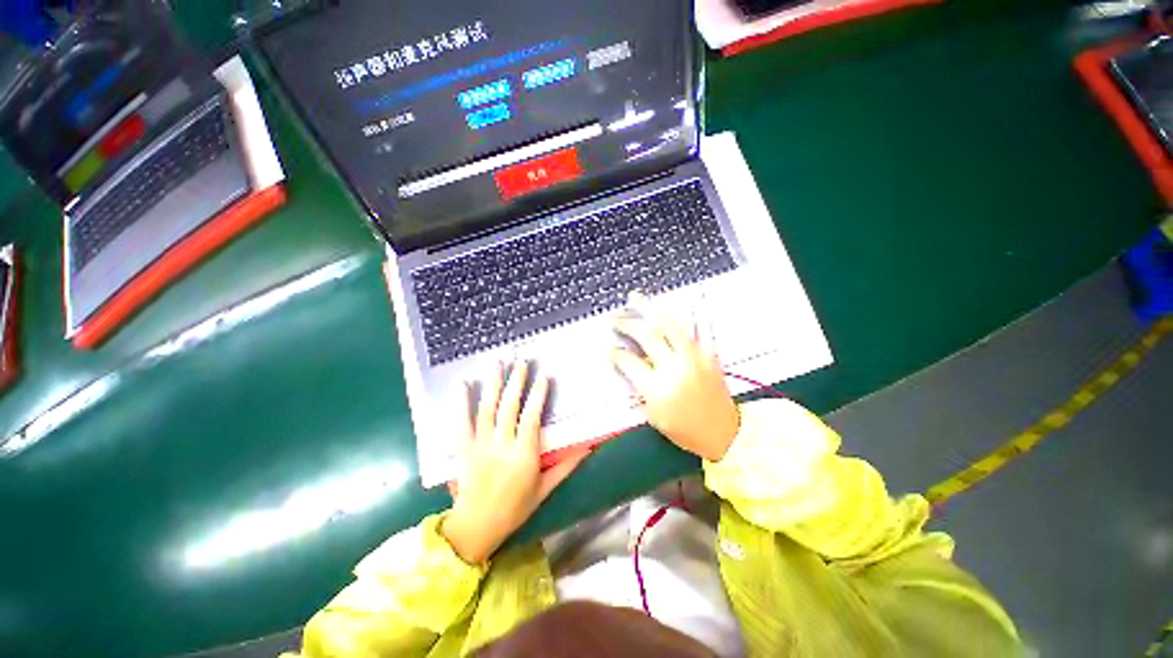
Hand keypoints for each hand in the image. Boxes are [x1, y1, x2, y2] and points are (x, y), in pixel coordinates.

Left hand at [441, 361, 589, 564]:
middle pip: (509, 407)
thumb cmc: (515, 509)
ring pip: (487, 409)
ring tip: (497, 364)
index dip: (538, 395)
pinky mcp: (464, 449)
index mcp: (524, 455)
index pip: (531, 418)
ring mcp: (480, 446)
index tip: (543, 376)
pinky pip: (461, 423)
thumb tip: (589, 447)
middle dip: (516, 382)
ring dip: (493, 384)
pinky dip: (461, 403)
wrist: (476, 527)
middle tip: (521, 361)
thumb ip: (566, 466)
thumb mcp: (545, 489)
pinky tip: (462, 384)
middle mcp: (502, 446)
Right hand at [611, 293, 739, 461]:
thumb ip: (640, 388)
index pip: (629, 361)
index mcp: (657, 387)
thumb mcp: (654, 415)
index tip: (609, 348)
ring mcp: (693, 356)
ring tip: (635, 298)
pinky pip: (693, 327)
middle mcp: (674, 366)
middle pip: (646, 336)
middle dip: (627, 324)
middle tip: (615, 319)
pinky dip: (681, 313)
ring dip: (649, 309)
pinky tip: (669, 304)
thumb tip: (631, 365)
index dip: (616, 353)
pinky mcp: (706, 353)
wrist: (724, 433)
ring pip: (668, 324)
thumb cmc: (685, 430)